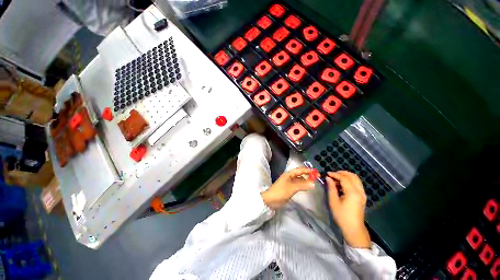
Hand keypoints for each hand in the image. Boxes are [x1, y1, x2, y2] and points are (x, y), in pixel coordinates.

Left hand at [261, 167, 314, 208]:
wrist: (271, 200)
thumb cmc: (280, 191)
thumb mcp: (292, 188)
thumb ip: (303, 185)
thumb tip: (314, 183)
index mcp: (289, 174)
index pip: (300, 170)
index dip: (308, 170)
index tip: (316, 172)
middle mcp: (289, 177)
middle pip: (300, 174)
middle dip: (308, 175)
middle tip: (317, 178)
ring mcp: (289, 182)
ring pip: (299, 180)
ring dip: (306, 180)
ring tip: (314, 182)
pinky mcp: (290, 188)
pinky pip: (298, 185)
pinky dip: (303, 185)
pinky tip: (307, 187)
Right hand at [326, 171, 370, 248]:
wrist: (353, 228)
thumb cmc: (342, 215)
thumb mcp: (333, 201)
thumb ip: (331, 188)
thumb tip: (328, 178)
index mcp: (353, 192)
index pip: (344, 178)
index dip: (335, 174)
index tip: (327, 173)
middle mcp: (360, 191)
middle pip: (353, 176)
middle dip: (342, 173)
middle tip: (332, 174)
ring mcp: (363, 194)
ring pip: (356, 179)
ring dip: (346, 176)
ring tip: (336, 179)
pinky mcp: (362, 197)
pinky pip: (357, 184)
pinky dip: (349, 181)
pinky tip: (342, 185)